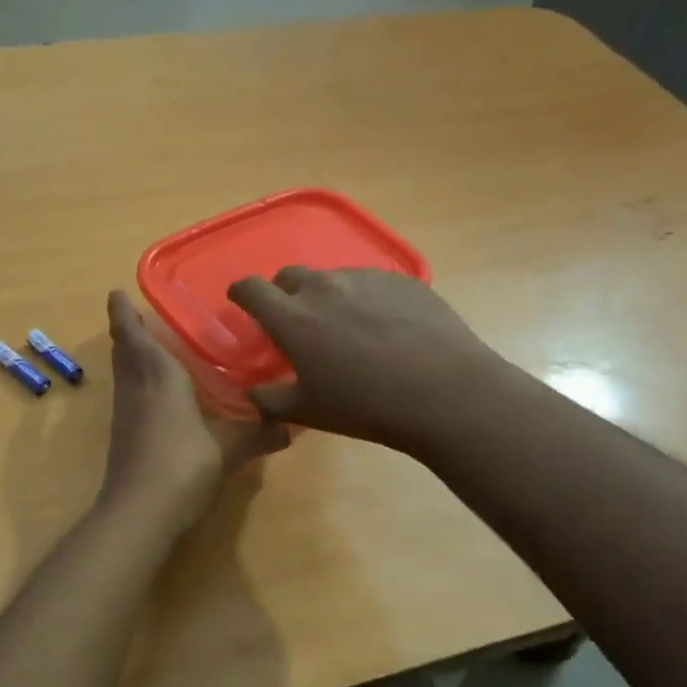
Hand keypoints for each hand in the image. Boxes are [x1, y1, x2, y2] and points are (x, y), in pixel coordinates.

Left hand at [98, 290, 287, 528]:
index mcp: (159, 378)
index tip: (116, 293)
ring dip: (130, 356)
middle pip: (124, 352)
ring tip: (149, 347)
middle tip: (139, 316)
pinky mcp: (124, 438)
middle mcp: (136, 389)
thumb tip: (291, 426)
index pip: (135, 336)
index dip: (123, 314)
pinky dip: (137, 383)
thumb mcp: (228, 450)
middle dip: (127, 331)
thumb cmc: (183, 466)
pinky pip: (129, 396)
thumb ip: (258, 434)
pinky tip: (156, 395)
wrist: (139, 514)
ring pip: (124, 374)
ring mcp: (126, 415)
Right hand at [226, 267, 497, 450]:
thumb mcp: (309, 411)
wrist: (445, 392)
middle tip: (296, 321)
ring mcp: (365, 278)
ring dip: (327, 296)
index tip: (241, 302)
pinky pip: (370, 283)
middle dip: (284, 293)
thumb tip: (250, 392)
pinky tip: (385, 327)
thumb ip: (269, 399)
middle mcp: (324, 287)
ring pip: (332, 278)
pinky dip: (364, 299)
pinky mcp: (401, 280)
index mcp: (292, 318)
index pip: (250, 288)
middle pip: (290, 275)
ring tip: (346, 328)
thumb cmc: (366, 406)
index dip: (241, 293)